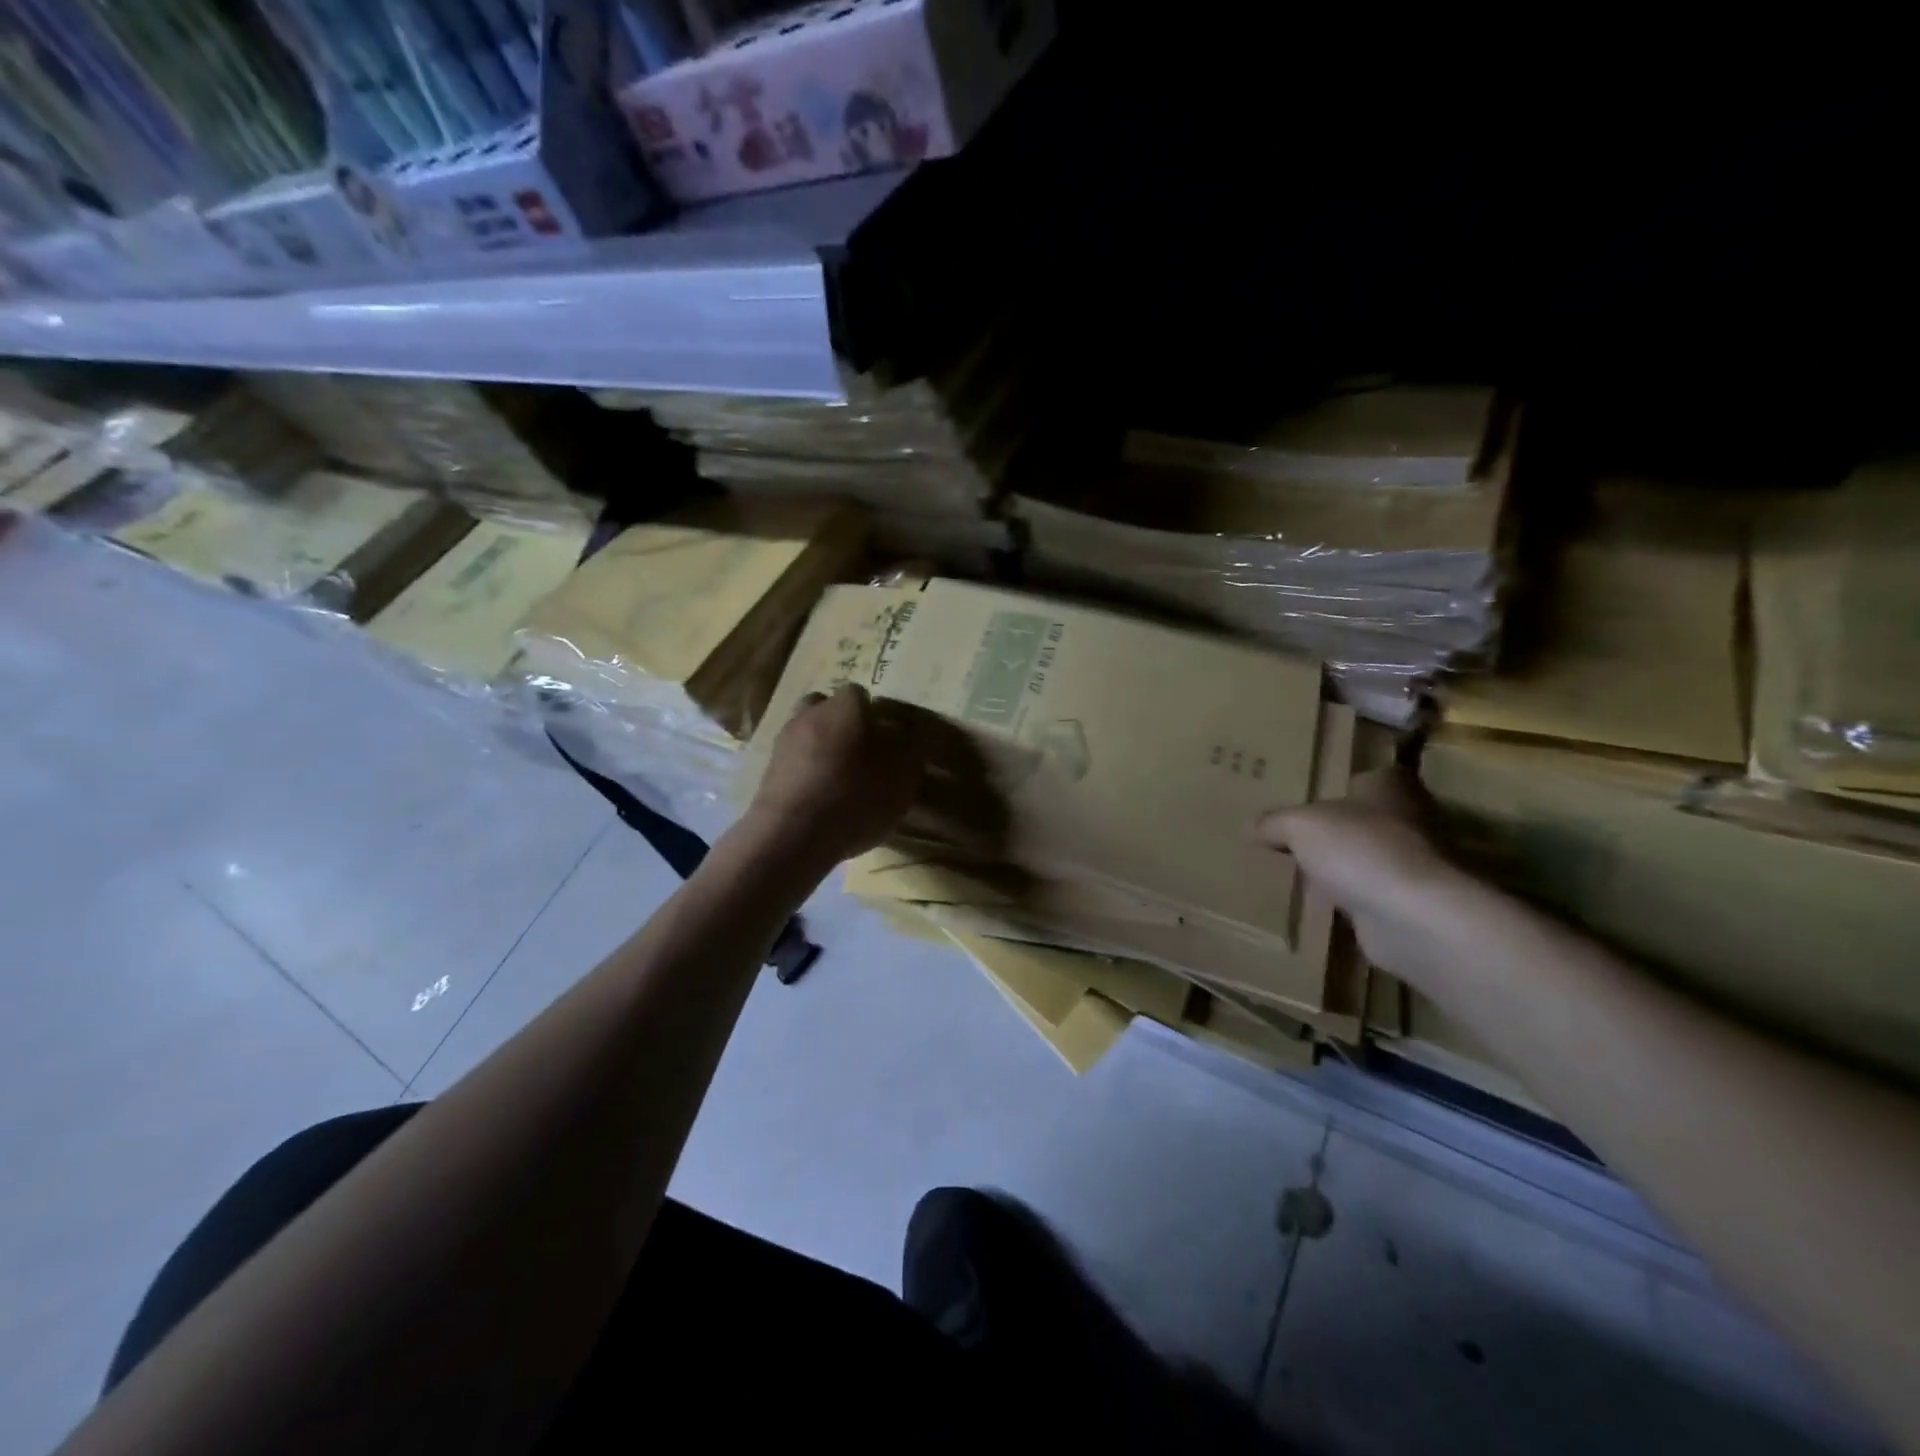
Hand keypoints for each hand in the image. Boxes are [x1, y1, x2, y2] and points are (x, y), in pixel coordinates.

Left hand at [744, 684, 927, 866]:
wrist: (793, 834)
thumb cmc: (856, 795)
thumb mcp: (903, 775)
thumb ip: (910, 749)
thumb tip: (906, 735)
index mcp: (846, 706)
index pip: (862, 695)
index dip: (875, 716)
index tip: (887, 741)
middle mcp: (811, 714)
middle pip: (828, 709)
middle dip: (843, 727)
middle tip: (862, 756)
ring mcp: (784, 742)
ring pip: (808, 735)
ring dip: (822, 750)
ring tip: (840, 782)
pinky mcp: (768, 771)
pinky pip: (794, 764)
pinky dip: (807, 774)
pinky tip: (820, 800)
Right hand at [1257, 767, 1474, 977]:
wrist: (1413, 917)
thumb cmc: (1360, 848)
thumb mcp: (1298, 825)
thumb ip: (1273, 822)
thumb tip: (1250, 826)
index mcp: (1390, 786)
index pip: (1364, 778)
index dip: (1336, 787)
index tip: (1305, 799)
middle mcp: (1410, 820)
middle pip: (1364, 820)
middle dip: (1334, 830)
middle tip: (1289, 836)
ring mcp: (1414, 866)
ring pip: (1365, 860)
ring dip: (1340, 869)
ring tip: (1294, 873)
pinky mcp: (1409, 905)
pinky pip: (1368, 897)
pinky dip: (1347, 902)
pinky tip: (1314, 907)